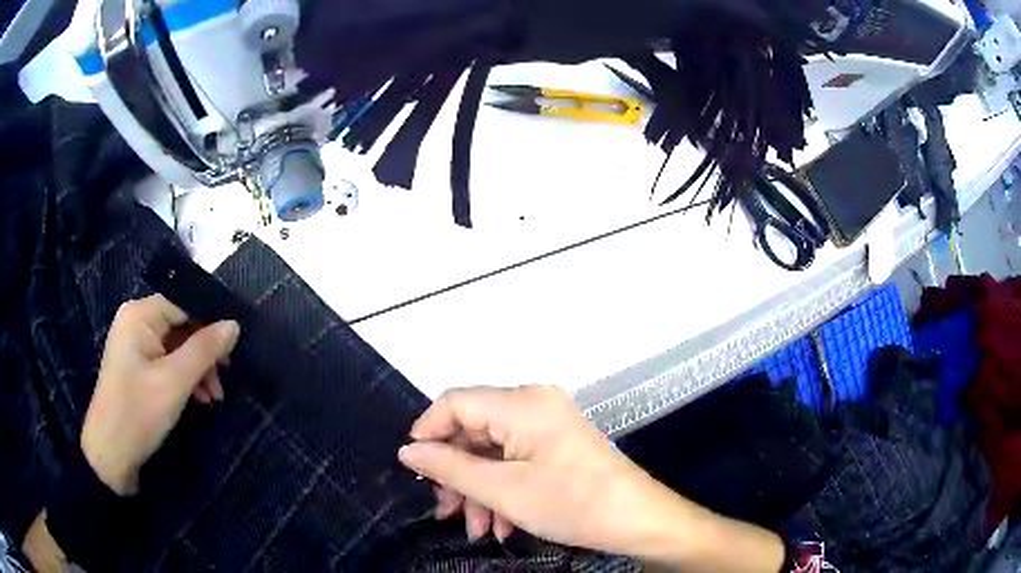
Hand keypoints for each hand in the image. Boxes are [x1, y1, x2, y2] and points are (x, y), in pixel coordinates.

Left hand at [81, 295, 239, 495]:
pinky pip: (167, 363)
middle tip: (223, 383)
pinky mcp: (137, 368)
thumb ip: (204, 350)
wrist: (111, 454)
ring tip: (214, 399)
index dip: (209, 326)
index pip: (184, 305)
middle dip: (204, 355)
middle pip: (181, 327)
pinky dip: (185, 379)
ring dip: (198, 371)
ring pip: (177, 348)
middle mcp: (136, 322)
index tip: (231, 355)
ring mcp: (135, 346)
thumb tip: (234, 324)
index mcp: (139, 315)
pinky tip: (199, 399)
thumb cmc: (138, 412)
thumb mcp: (174, 382)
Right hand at [397, 386, 687, 552]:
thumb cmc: (572, 503)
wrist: (635, 519)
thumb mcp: (503, 491)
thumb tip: (409, 451)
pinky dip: (501, 489)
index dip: (428, 432)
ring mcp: (546, 424)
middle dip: (457, 475)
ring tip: (477, 530)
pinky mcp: (554, 443)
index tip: (415, 469)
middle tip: (447, 511)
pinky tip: (501, 524)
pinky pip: (513, 459)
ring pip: (491, 452)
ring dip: (479, 491)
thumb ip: (450, 468)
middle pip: (473, 431)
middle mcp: (532, 403)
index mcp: (521, 403)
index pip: (455, 402)